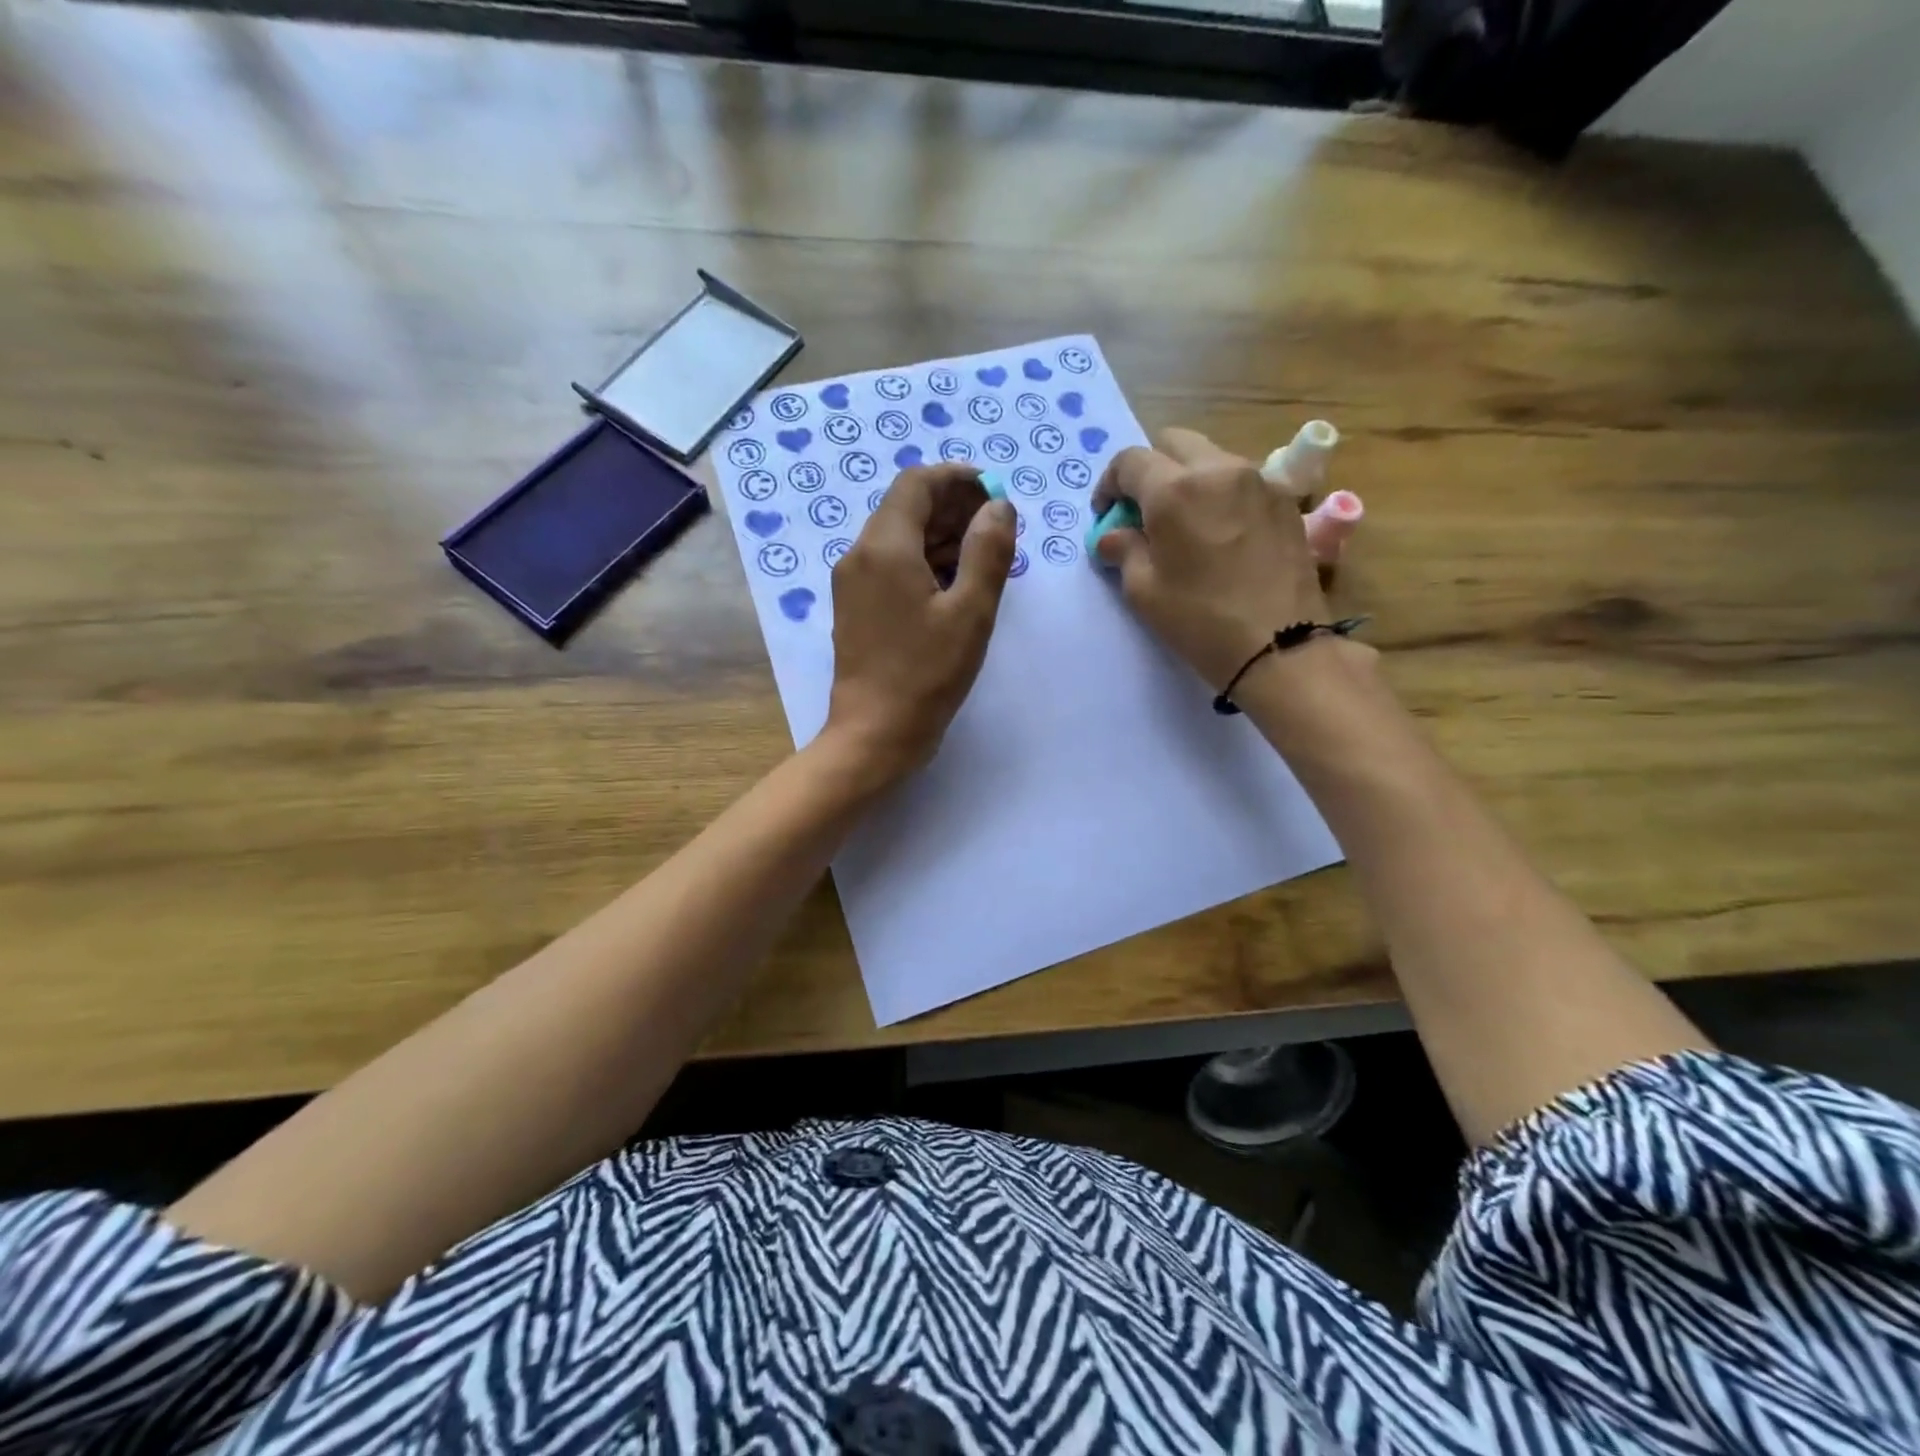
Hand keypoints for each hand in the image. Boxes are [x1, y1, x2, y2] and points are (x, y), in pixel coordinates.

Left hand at [823, 464, 1017, 783]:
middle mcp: (859, 555)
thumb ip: (988, 551)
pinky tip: (956, 585)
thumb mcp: (970, 612)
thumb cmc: (925, 674)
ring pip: (899, 538)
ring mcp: (853, 583)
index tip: (994, 493)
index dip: (957, 479)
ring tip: (985, 557)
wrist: (873, 734)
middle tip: (998, 528)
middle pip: (906, 508)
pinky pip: (891, 567)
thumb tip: (998, 506)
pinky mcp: (856, 608)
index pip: (917, 484)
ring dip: (941, 537)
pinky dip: (924, 563)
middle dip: (953, 508)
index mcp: (884, 546)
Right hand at [1092, 428, 1328, 689]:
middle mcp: (1219, 469)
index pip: (1130, 461)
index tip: (1106, 515)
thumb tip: (1112, 536)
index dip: (1109, 484)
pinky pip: (1241, 479)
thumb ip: (1123, 550)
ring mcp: (1258, 480)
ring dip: (1187, 478)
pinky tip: (1219, 532)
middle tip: (1143, 511)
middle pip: (1173, 443)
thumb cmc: (1200, 620)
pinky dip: (1220, 493)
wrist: (1279, 645)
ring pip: (1211, 457)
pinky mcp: (1284, 499)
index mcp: (1176, 490)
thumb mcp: (1144, 591)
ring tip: (1183, 523)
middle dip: (1150, 469)